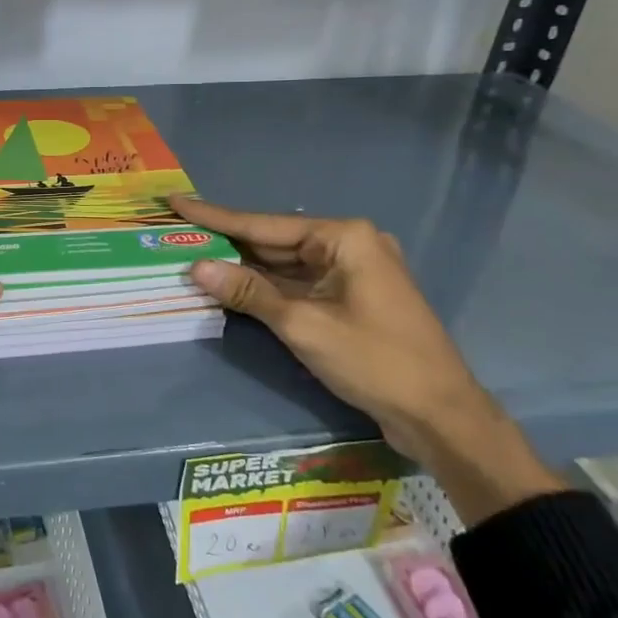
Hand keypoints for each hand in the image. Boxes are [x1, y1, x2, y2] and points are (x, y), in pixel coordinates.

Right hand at [171, 197, 494, 459]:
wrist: (441, 416)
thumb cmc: (375, 361)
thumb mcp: (304, 326)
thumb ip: (249, 292)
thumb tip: (196, 267)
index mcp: (343, 237)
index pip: (263, 224)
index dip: (214, 216)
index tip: (176, 201)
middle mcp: (348, 244)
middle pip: (273, 241)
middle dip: (226, 242)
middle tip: (177, 231)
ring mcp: (351, 271)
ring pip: (284, 264)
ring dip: (243, 267)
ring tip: (192, 255)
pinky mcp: (350, 297)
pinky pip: (299, 284)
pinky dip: (266, 287)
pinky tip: (231, 284)